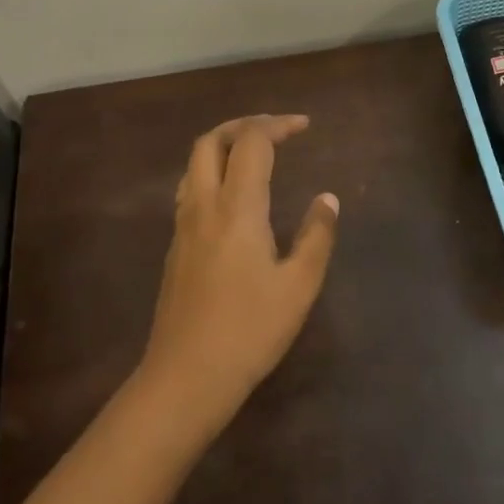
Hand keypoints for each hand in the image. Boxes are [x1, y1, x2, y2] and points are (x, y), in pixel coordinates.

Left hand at [138, 115, 339, 432]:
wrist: (185, 378)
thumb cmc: (249, 331)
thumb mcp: (299, 286)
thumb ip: (317, 236)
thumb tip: (328, 199)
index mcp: (237, 208)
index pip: (252, 143)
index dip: (278, 125)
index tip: (305, 127)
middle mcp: (204, 206)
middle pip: (211, 141)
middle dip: (244, 125)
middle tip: (276, 131)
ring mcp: (184, 226)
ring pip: (193, 163)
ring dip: (223, 145)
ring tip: (255, 154)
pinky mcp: (176, 247)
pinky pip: (190, 188)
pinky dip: (212, 172)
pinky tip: (233, 196)